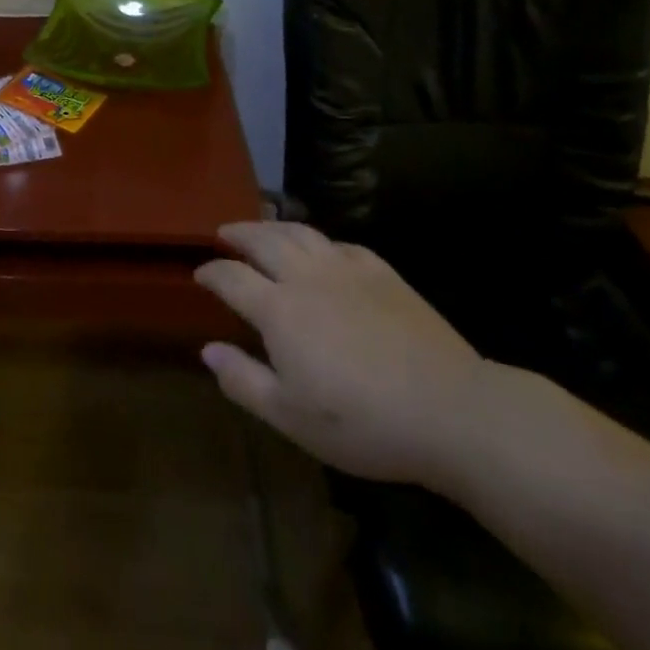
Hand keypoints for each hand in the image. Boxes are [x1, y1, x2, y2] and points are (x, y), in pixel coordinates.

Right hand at [194, 221, 489, 488]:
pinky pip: (341, 244)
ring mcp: (347, 269)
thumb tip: (207, 350)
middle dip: (237, 233)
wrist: (450, 410)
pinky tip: (323, 250)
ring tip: (262, 229)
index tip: (199, 273)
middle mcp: (306, 277)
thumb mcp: (292, 417)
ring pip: (300, 233)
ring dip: (273, 226)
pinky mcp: (382, 273)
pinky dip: (320, 242)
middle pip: (262, 240)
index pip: (231, 277)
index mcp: (278, 309)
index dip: (211, 272)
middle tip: (224, 234)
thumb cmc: (363, 422)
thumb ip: (244, 380)